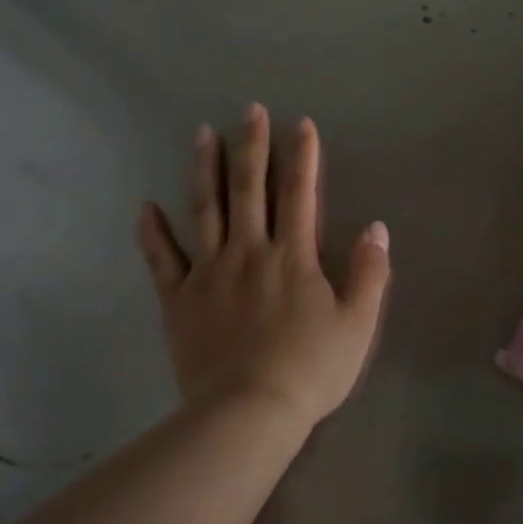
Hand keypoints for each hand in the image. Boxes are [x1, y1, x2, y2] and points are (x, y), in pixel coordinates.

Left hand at [138, 105, 390, 432]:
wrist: (249, 413)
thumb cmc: (311, 369)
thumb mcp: (358, 324)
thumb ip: (370, 273)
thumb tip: (377, 227)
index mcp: (293, 257)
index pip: (300, 194)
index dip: (303, 156)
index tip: (301, 124)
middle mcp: (249, 252)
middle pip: (249, 189)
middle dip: (252, 146)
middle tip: (250, 111)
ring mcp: (208, 273)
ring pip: (205, 210)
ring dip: (205, 170)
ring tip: (202, 135)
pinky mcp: (180, 300)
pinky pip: (162, 259)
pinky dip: (153, 232)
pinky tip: (146, 206)